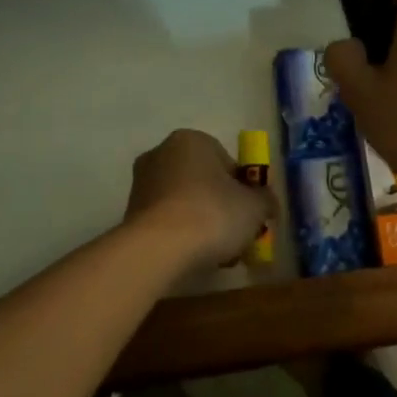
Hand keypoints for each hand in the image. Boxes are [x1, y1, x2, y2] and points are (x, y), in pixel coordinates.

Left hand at [123, 129, 274, 273]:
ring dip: (200, 221)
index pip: (227, 161)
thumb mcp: (254, 207)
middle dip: (220, 205)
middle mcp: (162, 153)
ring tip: (215, 252)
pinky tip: (192, 256)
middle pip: (203, 181)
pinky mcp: (129, 213)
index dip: (243, 189)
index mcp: (192, 140)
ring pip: (184, 202)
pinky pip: (166, 220)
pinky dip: (180, 234)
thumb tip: (267, 203)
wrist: (157, 249)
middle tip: (235, 232)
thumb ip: (265, 200)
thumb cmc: (211, 214)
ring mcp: (142, 183)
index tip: (250, 214)